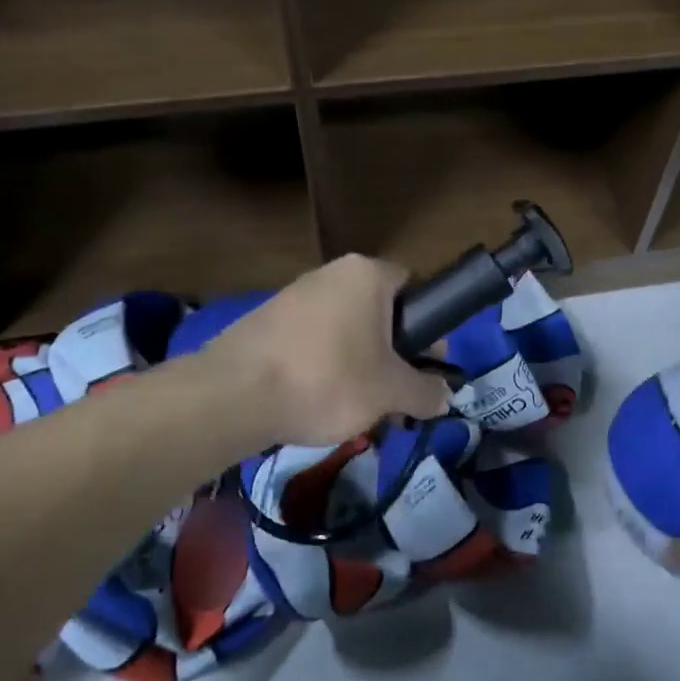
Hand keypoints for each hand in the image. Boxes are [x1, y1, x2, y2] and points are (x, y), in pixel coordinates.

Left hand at [203, 254, 450, 446]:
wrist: (234, 395)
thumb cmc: (328, 379)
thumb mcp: (390, 392)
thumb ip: (425, 392)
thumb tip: (445, 397)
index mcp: (366, 275)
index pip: (414, 286)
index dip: (429, 325)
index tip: (428, 362)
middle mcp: (330, 274)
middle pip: (378, 311)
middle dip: (393, 352)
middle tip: (397, 393)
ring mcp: (293, 295)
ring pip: (345, 329)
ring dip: (360, 363)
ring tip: (360, 407)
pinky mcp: (266, 322)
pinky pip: (312, 341)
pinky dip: (324, 367)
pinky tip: (319, 402)